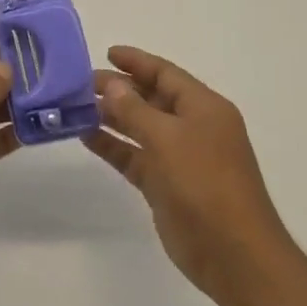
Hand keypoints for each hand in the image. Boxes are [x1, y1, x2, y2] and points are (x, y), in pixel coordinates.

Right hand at [82, 46, 296, 305]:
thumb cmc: (204, 184)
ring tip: (74, 106)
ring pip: (139, 128)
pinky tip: (85, 136)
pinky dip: (112, 146)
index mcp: (204, 108)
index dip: (137, 61)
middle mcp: (193, 127)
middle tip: (79, 83)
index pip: (166, 73)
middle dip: (118, 88)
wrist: (232, 252)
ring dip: (111, 117)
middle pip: (151, 98)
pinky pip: (134, 156)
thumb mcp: (167, 138)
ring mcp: (179, 157)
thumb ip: (135, 109)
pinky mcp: (165, 184)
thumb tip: (111, 84)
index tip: (106, 53)